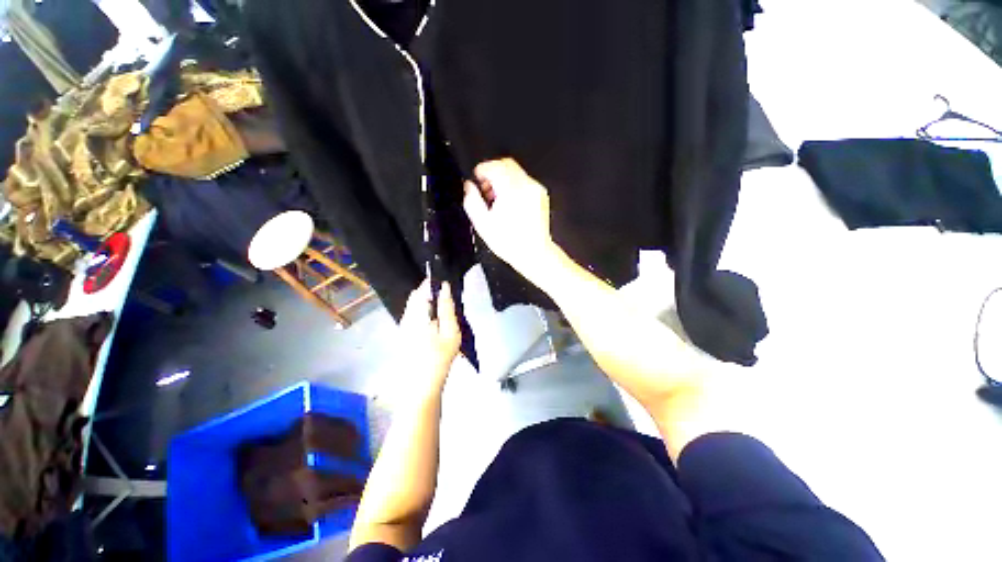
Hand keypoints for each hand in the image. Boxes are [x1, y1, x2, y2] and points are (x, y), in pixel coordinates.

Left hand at [399, 279, 461, 392]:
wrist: (421, 386)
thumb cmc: (440, 358)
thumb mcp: (450, 332)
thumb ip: (447, 308)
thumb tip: (445, 288)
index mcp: (416, 316)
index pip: (421, 290)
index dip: (432, 283)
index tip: (445, 283)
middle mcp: (406, 318)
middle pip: (415, 298)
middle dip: (429, 293)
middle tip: (446, 299)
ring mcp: (402, 327)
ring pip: (413, 307)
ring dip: (426, 303)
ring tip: (442, 311)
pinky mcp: (403, 335)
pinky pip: (412, 316)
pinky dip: (423, 313)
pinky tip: (434, 324)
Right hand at [463, 159, 557, 278]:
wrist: (534, 253)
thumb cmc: (509, 242)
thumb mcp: (482, 224)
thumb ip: (472, 201)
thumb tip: (468, 186)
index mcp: (511, 190)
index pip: (494, 166)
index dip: (481, 171)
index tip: (476, 180)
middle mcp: (526, 186)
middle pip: (506, 164)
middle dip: (492, 173)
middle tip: (485, 190)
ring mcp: (536, 190)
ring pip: (516, 172)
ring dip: (503, 179)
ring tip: (497, 200)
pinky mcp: (541, 195)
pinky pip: (524, 181)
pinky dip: (514, 186)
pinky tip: (510, 204)